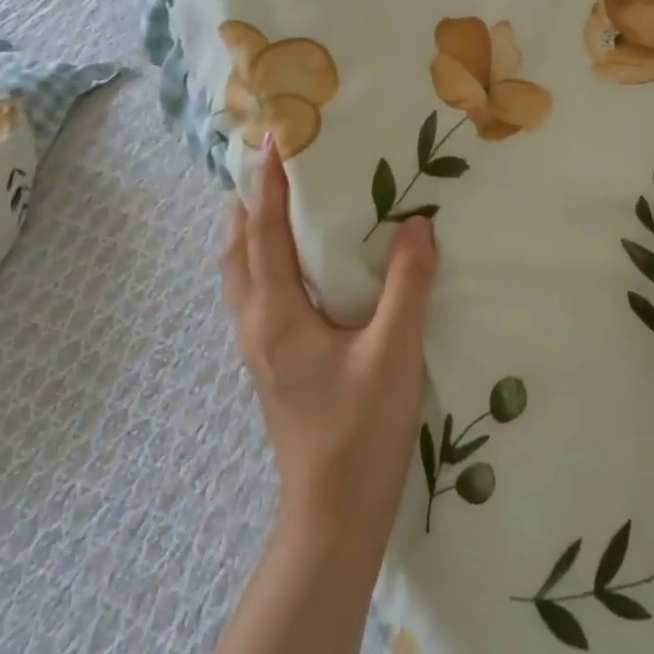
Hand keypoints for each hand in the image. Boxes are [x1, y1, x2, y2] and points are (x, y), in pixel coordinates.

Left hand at [224, 136, 436, 547]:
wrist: (333, 513)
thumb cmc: (362, 430)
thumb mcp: (394, 353)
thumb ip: (406, 285)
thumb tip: (417, 223)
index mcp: (278, 315)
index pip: (265, 235)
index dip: (269, 186)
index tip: (274, 139)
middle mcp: (257, 325)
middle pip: (237, 251)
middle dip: (247, 203)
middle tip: (266, 163)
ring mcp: (260, 349)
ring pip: (239, 276)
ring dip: (247, 232)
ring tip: (266, 202)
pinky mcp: (273, 365)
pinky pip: (253, 295)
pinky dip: (257, 261)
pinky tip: (286, 265)